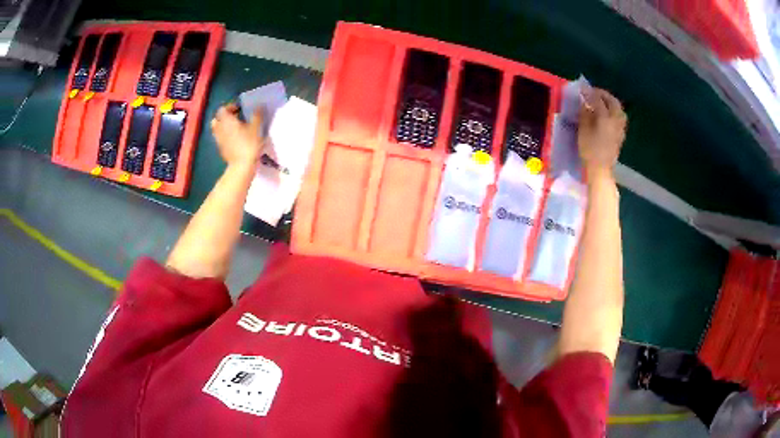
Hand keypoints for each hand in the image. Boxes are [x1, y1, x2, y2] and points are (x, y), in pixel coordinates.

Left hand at [210, 103, 264, 167]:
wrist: (241, 166)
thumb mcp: (256, 128)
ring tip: (235, 128)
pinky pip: (220, 138)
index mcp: (226, 120)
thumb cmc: (249, 144)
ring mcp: (218, 139)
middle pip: (217, 119)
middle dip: (225, 116)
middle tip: (236, 118)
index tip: (240, 109)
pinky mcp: (220, 148)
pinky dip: (225, 135)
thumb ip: (257, 115)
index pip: (223, 109)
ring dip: (224, 126)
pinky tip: (235, 138)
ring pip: (217, 129)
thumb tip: (259, 106)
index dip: (231, 106)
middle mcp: (219, 128)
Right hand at [578, 88, 626, 178]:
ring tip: (602, 102)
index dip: (589, 93)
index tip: (582, 88)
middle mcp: (616, 119)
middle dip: (603, 95)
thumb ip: (585, 113)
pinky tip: (607, 114)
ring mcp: (620, 127)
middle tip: (593, 93)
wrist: (601, 170)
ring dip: (610, 102)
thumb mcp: (583, 130)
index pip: (597, 99)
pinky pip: (619, 117)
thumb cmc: (590, 150)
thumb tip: (585, 103)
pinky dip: (613, 111)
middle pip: (612, 101)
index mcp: (605, 117)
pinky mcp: (621, 134)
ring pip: (618, 109)